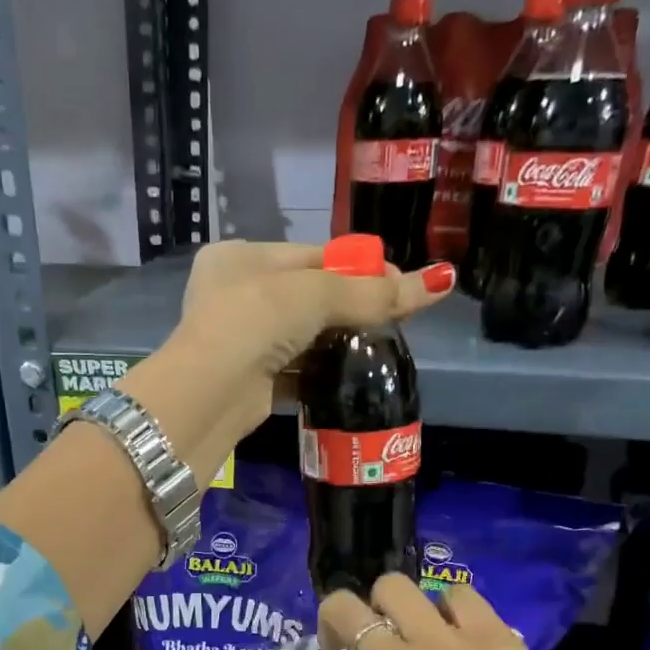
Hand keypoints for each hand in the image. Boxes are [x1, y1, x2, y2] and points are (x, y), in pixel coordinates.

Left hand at [143, 240, 454, 447]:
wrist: (208, 393)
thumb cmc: (253, 321)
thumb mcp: (316, 296)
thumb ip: (373, 293)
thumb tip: (440, 282)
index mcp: (240, 257)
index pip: (312, 256)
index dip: (357, 268)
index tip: (400, 283)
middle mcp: (235, 296)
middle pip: (308, 297)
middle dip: (351, 307)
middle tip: (398, 317)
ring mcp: (240, 342)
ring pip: (302, 337)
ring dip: (338, 342)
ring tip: (382, 347)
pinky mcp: (251, 382)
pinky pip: (295, 371)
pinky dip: (321, 372)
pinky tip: (353, 375)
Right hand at [275, 574, 649, 649]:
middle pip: (340, 609)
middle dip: (333, 622)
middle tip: (349, 645)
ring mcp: (444, 644)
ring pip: (393, 586)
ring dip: (386, 605)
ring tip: (401, 629)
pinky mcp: (492, 636)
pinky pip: (459, 595)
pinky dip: (450, 609)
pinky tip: (457, 633)